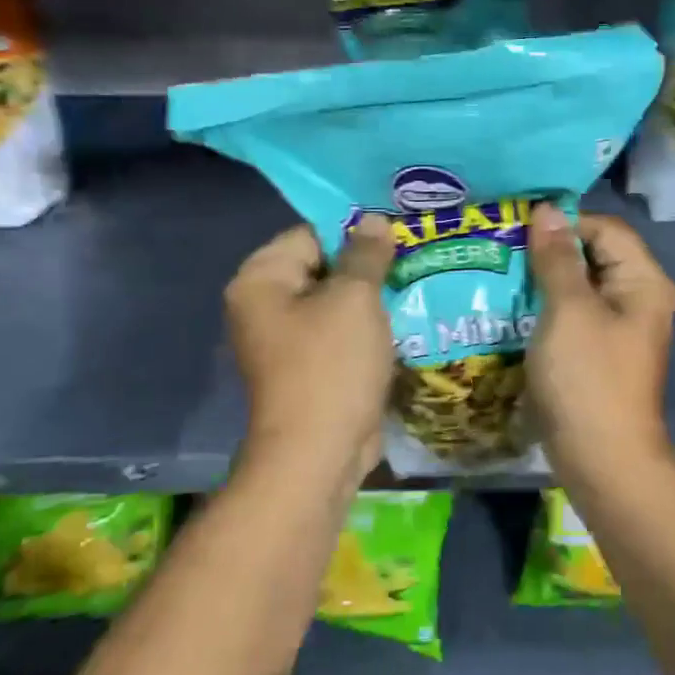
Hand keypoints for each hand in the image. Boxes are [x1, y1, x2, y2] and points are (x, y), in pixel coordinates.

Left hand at [226, 216, 395, 475]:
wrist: (319, 454)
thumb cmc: (331, 365)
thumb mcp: (354, 299)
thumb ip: (365, 254)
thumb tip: (373, 220)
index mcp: (260, 280)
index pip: (310, 235)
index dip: (354, 233)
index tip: (397, 235)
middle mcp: (264, 306)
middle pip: (322, 268)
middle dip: (367, 266)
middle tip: (413, 257)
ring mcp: (285, 341)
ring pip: (335, 303)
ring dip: (371, 299)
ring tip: (414, 284)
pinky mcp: (308, 368)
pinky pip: (339, 333)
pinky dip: (366, 329)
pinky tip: (403, 321)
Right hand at [526, 204, 674, 467]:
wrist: (601, 458)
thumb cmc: (588, 377)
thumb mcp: (569, 310)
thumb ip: (557, 257)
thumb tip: (546, 210)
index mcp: (642, 281)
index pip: (604, 229)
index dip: (564, 223)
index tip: (517, 228)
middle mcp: (636, 298)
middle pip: (593, 255)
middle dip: (549, 250)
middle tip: (501, 248)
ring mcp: (617, 327)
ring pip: (578, 286)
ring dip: (543, 279)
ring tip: (499, 272)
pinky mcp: (597, 351)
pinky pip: (572, 314)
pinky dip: (545, 307)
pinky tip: (511, 306)